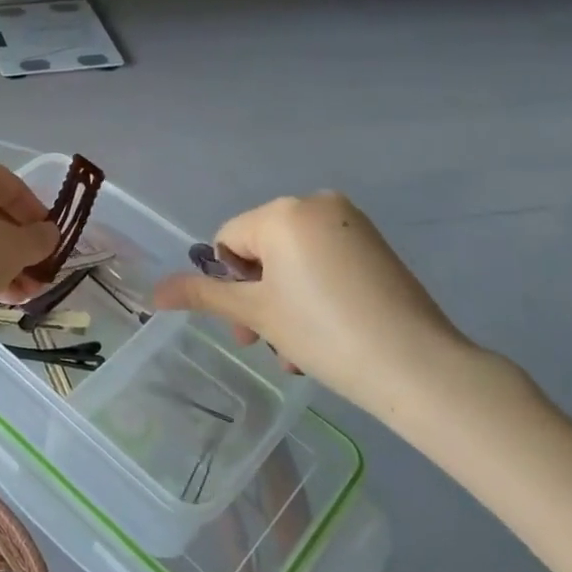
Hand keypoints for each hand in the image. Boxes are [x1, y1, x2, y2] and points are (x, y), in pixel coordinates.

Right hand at [155, 193, 515, 423]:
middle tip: (266, 344)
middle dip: (256, 300)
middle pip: (260, 251)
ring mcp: (351, 223)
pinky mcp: (375, 246)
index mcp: (282, 212)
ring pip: (292, 262)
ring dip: (283, 305)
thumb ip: (202, 294)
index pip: (228, 242)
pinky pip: (324, 262)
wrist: (418, 366)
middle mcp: (316, 204)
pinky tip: (324, 335)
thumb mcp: (256, 313)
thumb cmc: (324, 332)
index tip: (246, 329)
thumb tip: (153, 292)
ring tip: (297, 352)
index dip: (229, 286)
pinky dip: (313, 294)